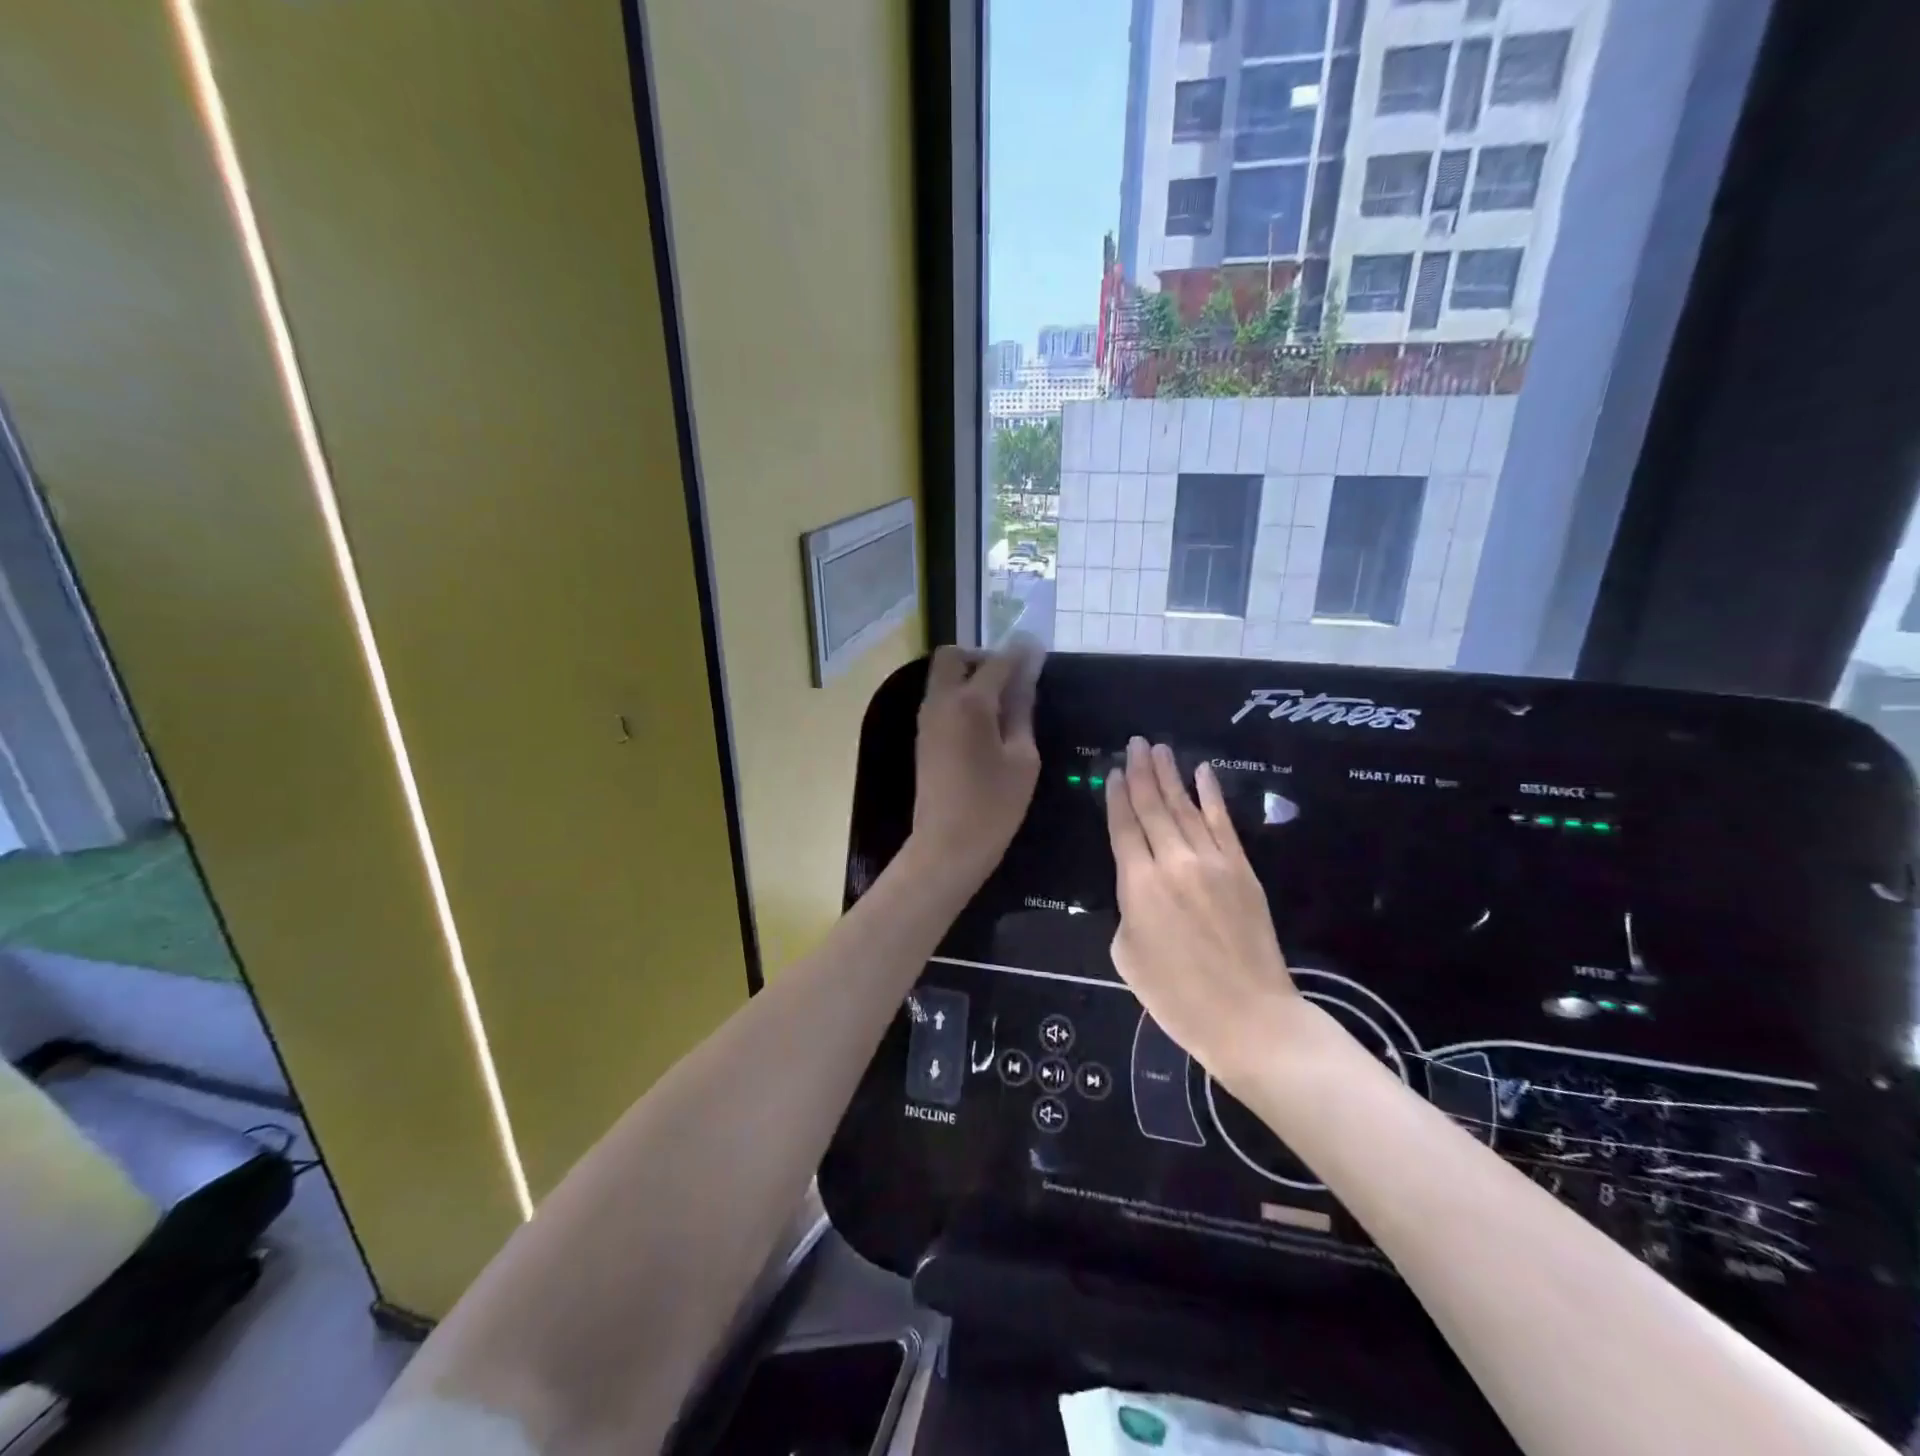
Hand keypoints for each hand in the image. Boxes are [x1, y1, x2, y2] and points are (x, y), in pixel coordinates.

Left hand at [908, 638, 1042, 885]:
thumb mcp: (1022, 759)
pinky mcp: (923, 737)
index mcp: (970, 703)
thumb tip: (1026, 680)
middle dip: (982, 657)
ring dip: (968, 677)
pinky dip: (959, 696)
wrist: (946, 846)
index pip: (997, 662)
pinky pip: (940, 699)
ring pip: (943, 677)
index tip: (1038, 649)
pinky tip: (984, 722)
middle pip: (953, 657)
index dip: (1020, 653)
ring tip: (1001, 703)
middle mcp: (941, 701)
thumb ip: (1022, 713)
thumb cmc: (993, 806)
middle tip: (1009, 680)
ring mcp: (927, 719)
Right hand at [1107, 738, 1306, 1086]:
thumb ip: (1128, 910)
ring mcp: (1213, 862)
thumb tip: (1140, 889)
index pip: (1123, 827)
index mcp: (1138, 884)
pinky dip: (1212, 795)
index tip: (1114, 770)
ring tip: (1159, 748)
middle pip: (1153, 807)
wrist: (1248, 1017)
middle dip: (1142, 773)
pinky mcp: (1243, 869)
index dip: (1116, 797)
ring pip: (1186, 807)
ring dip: (1171, 776)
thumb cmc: (1176, 996)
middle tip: (1135, 743)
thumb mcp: (1127, 955)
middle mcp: (1174, 862)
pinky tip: (1203, 773)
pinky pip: (1224, 822)